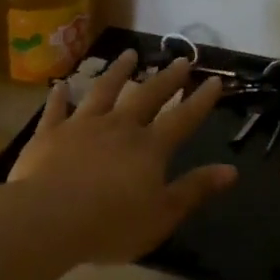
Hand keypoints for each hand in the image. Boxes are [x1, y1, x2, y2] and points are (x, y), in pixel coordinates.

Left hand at [7, 49, 237, 264]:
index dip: (201, 100)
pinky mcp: (49, 134)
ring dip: (118, 72)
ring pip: (103, 91)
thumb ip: (195, 189)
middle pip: (146, 96)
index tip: (214, 80)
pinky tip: (61, 85)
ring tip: (129, 54)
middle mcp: (118, 127)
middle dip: (166, 79)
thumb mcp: (162, 215)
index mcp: (150, 148)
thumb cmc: (111, 224)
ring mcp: (81, 126)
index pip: (183, 118)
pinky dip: (60, 96)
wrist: (48, 219)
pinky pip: (56, 109)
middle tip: (180, 60)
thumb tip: (231, 170)